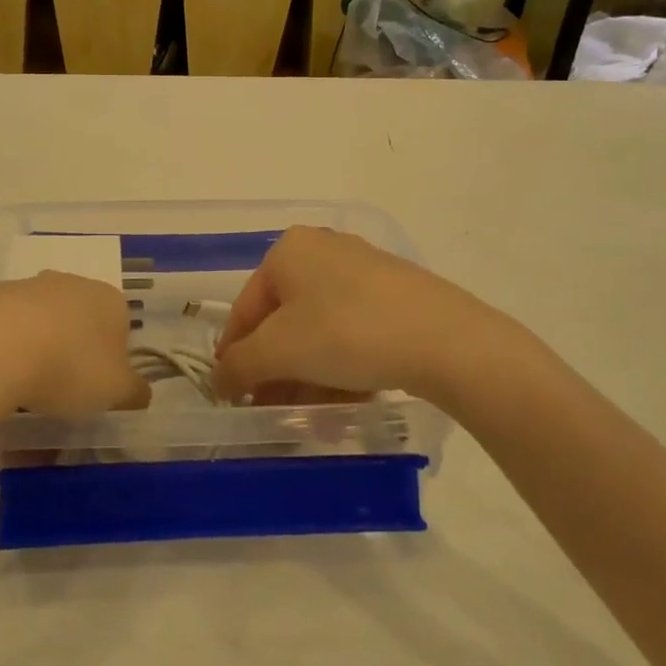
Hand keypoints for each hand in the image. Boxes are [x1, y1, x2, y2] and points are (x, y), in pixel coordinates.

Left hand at [0, 272, 148, 418]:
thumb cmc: (70, 366)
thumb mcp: (116, 390)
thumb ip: (134, 391)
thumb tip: (142, 392)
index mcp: (110, 300)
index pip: (121, 326)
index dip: (112, 358)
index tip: (97, 385)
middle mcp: (74, 283)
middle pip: (81, 319)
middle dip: (75, 348)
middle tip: (63, 386)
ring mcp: (31, 285)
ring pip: (43, 320)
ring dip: (39, 346)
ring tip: (26, 386)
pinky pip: (8, 326)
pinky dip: (7, 346)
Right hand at [211, 227, 524, 408]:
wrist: (446, 339)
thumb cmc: (346, 333)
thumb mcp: (280, 351)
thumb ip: (239, 366)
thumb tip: (218, 381)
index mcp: (288, 251)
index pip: (245, 309)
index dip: (234, 356)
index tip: (231, 396)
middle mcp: (322, 250)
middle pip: (283, 321)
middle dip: (276, 371)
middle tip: (273, 410)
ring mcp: (362, 270)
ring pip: (319, 329)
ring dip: (308, 375)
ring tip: (313, 415)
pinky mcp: (395, 293)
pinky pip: (352, 330)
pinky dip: (342, 365)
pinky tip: (347, 398)